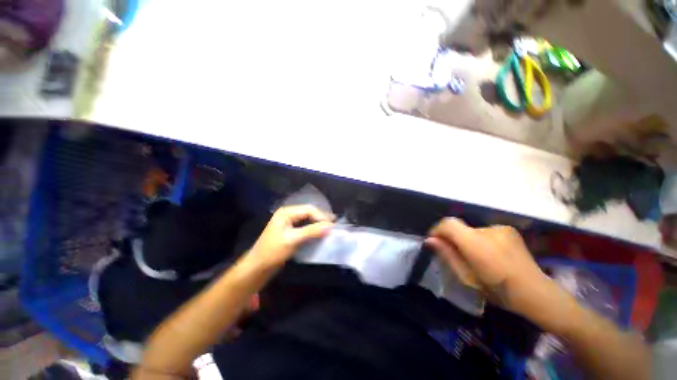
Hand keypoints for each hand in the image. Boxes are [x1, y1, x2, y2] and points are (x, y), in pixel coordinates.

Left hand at [248, 205, 333, 268]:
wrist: (257, 268)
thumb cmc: (273, 252)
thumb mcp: (293, 240)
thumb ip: (312, 231)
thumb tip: (330, 226)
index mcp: (286, 212)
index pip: (309, 209)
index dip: (321, 216)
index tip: (332, 227)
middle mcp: (288, 214)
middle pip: (309, 212)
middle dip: (321, 219)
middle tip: (333, 227)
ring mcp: (289, 222)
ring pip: (308, 219)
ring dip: (318, 224)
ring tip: (329, 229)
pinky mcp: (291, 231)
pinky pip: (305, 226)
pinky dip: (314, 229)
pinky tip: (320, 233)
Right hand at [426, 218, 565, 321]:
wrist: (535, 292)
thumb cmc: (497, 290)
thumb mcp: (466, 277)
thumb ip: (447, 255)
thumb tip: (430, 240)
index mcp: (475, 243)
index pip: (448, 224)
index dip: (437, 230)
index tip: (435, 241)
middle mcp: (487, 230)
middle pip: (460, 227)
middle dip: (453, 238)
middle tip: (457, 255)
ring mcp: (500, 228)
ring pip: (472, 230)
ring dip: (468, 240)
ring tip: (477, 257)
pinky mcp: (508, 229)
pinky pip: (485, 231)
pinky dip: (481, 240)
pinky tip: (491, 254)